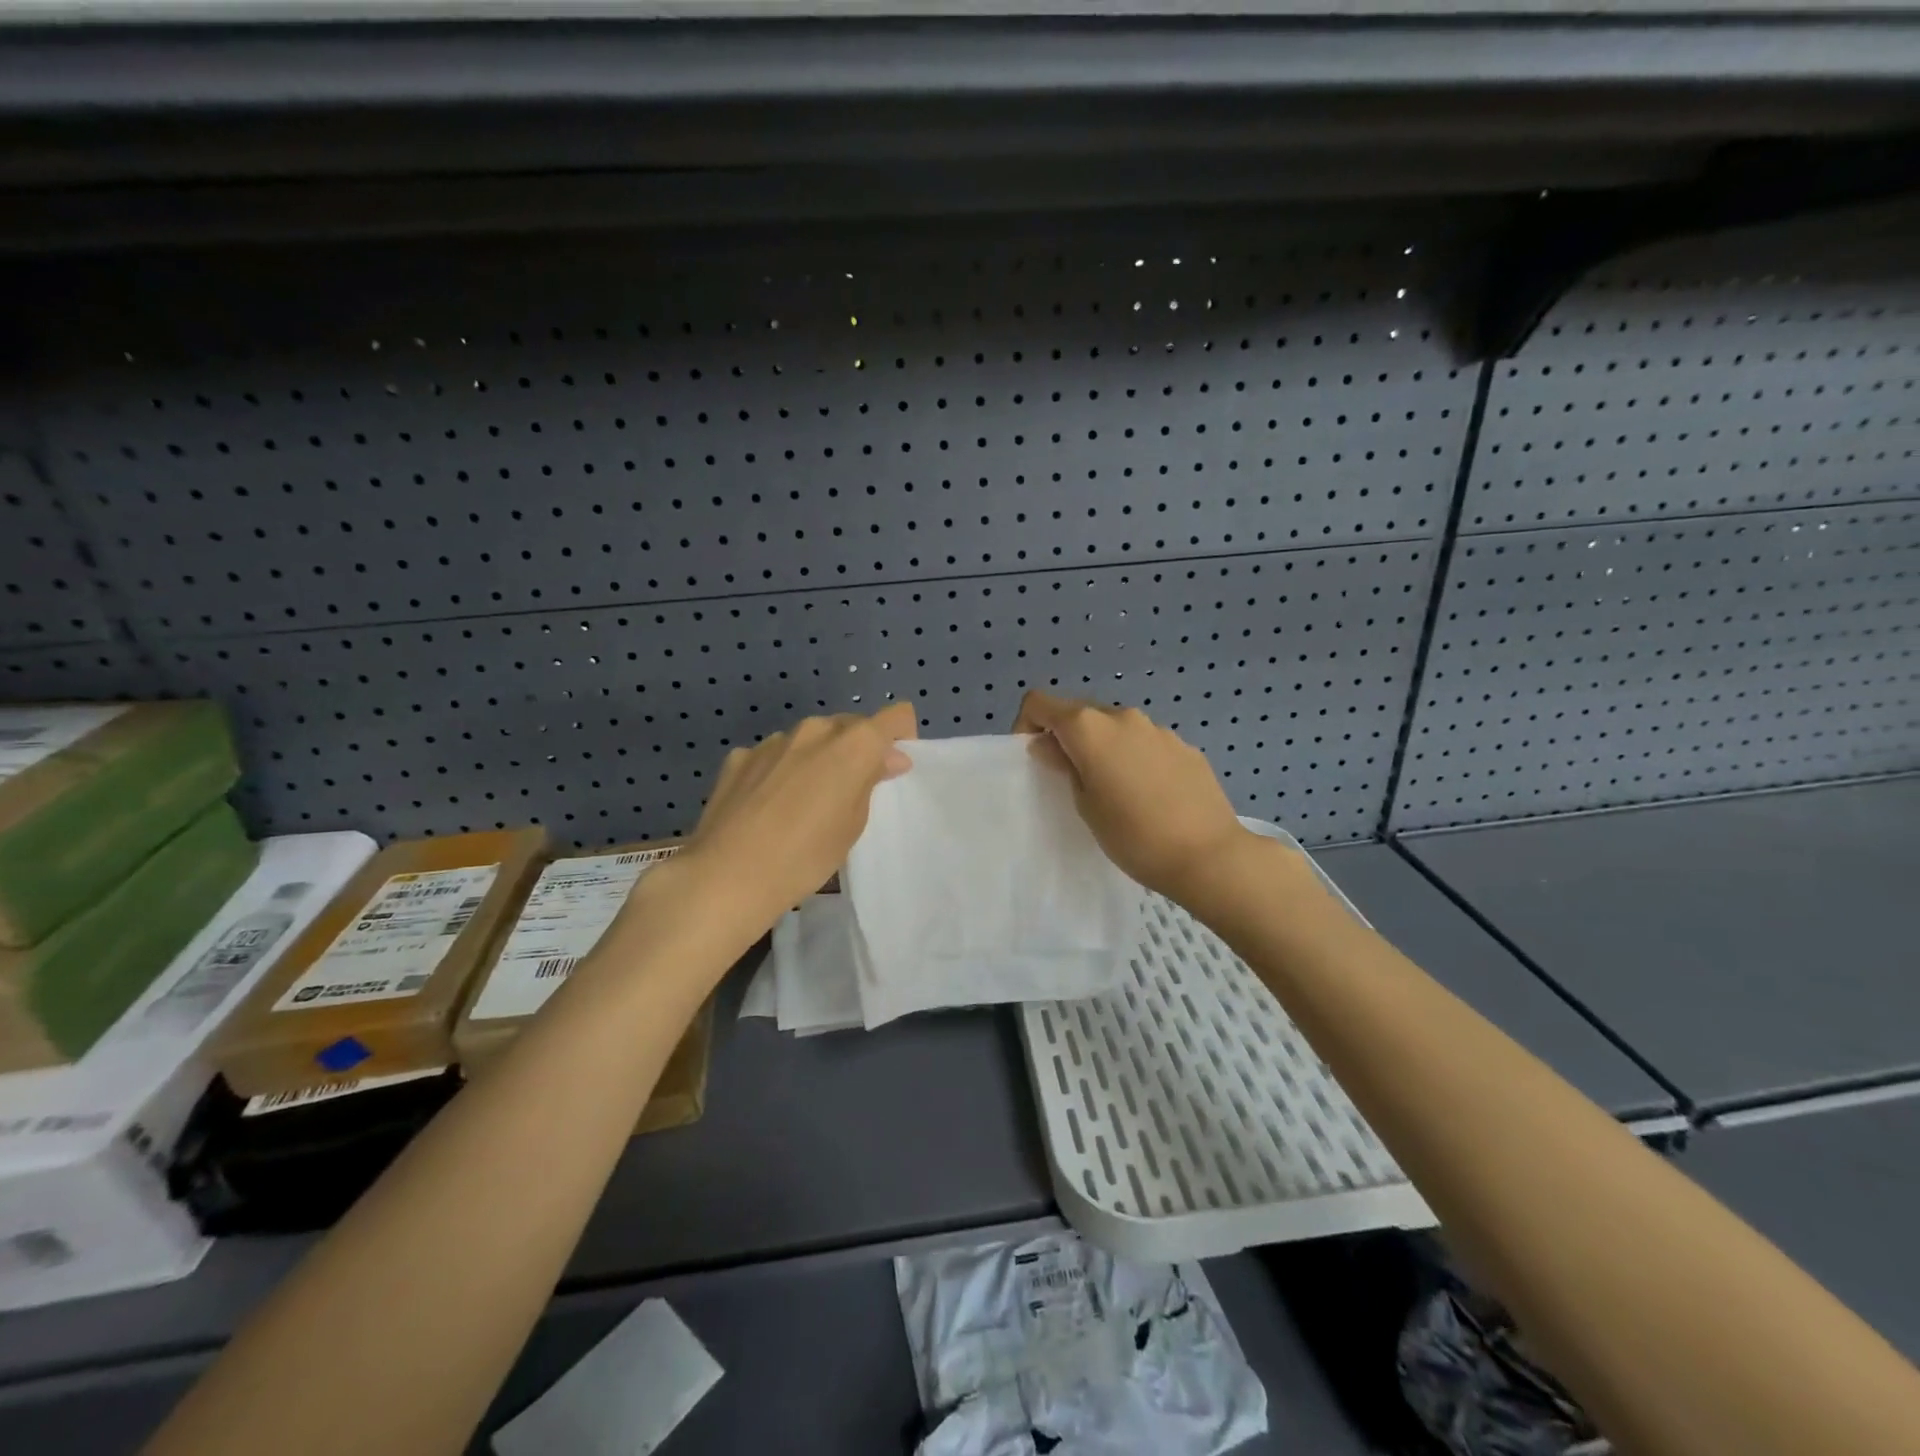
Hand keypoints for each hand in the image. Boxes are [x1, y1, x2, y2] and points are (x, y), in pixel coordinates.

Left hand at [682, 702, 916, 931]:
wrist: (727, 875)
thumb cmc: (806, 856)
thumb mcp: (854, 825)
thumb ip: (871, 782)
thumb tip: (888, 758)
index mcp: (853, 744)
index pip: (895, 717)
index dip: (900, 737)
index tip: (892, 768)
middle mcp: (815, 730)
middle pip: (850, 726)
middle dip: (857, 750)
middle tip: (850, 792)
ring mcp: (773, 741)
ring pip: (809, 739)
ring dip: (816, 759)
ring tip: (804, 803)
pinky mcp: (739, 757)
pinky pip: (773, 755)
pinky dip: (780, 771)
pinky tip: (767, 807)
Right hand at [1012, 690, 1251, 903]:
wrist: (1208, 855)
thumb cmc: (1133, 835)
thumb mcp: (1084, 804)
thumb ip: (1063, 766)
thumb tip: (1050, 745)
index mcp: (1090, 727)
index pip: (1041, 703)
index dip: (1027, 724)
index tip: (1035, 758)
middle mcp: (1123, 716)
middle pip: (1079, 712)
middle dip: (1067, 737)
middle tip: (1071, 779)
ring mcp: (1158, 729)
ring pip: (1115, 728)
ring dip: (1103, 747)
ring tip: (1114, 790)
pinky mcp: (1184, 746)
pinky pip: (1145, 743)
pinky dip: (1134, 758)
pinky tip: (1149, 795)